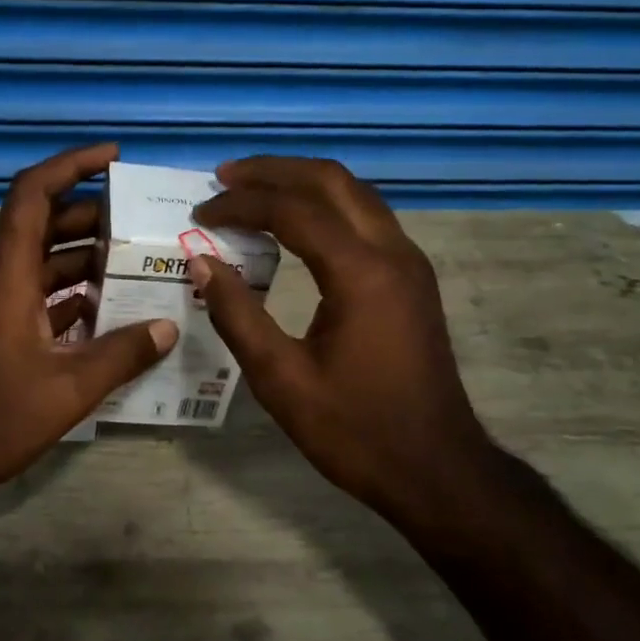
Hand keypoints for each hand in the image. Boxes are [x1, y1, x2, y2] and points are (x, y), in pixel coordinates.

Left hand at [0, 143, 178, 503]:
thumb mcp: (65, 390)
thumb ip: (121, 355)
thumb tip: (168, 328)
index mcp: (7, 273)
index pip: (34, 193)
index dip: (73, 165)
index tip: (114, 156)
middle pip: (45, 225)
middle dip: (94, 217)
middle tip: (144, 222)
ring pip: (43, 263)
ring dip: (85, 260)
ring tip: (138, 265)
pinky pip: (36, 296)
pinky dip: (70, 296)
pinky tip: (108, 314)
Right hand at [191, 156, 492, 516]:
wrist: (438, 469)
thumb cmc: (357, 431)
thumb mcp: (282, 380)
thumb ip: (238, 315)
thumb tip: (201, 262)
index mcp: (362, 273)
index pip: (293, 210)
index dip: (241, 204)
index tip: (201, 212)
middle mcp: (393, 252)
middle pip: (331, 181)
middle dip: (274, 171)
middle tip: (225, 176)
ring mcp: (410, 262)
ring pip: (354, 193)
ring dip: (303, 183)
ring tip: (254, 189)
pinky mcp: (414, 278)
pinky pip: (367, 217)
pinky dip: (327, 205)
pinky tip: (298, 222)